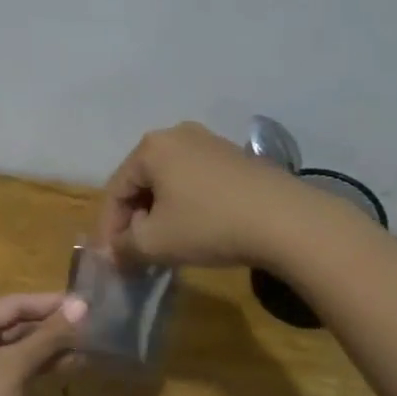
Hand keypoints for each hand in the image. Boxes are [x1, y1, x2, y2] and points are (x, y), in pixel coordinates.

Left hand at [0, 293, 87, 395]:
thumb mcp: (12, 367)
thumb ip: (46, 337)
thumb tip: (81, 306)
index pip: (15, 303)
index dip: (49, 302)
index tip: (85, 303)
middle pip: (15, 323)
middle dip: (51, 325)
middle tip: (90, 326)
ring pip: (17, 347)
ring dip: (49, 346)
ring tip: (85, 346)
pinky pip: (15, 367)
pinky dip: (38, 365)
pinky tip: (66, 366)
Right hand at [95, 122, 305, 268]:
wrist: (287, 220)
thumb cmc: (209, 225)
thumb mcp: (156, 243)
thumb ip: (124, 247)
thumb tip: (114, 253)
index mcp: (150, 147)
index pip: (116, 190)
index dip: (109, 229)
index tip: (111, 260)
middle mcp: (177, 135)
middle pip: (142, 182)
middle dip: (135, 219)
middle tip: (136, 253)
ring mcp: (210, 142)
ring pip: (170, 182)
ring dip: (161, 214)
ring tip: (165, 245)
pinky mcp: (236, 157)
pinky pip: (196, 181)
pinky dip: (187, 205)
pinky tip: (197, 230)